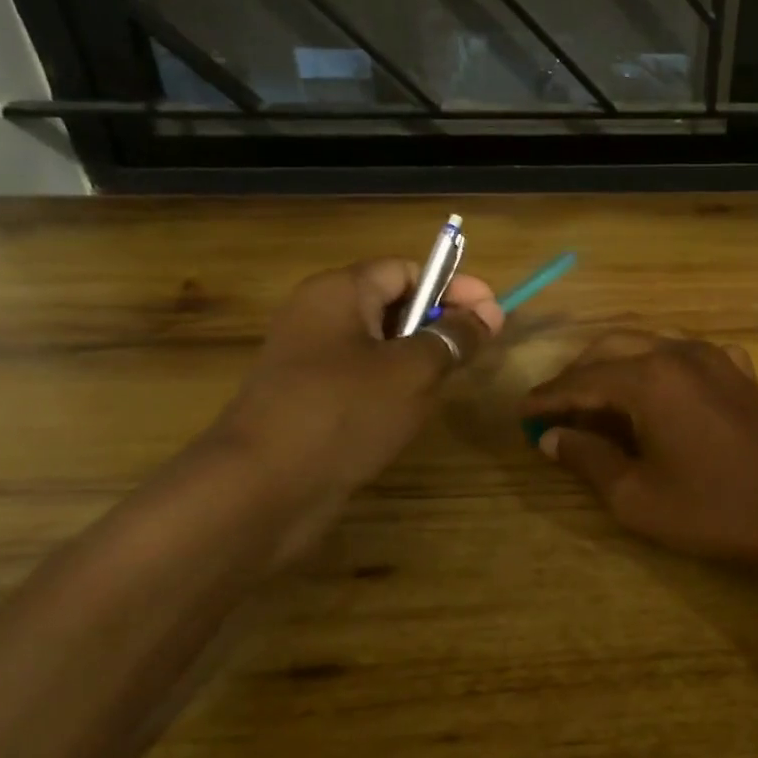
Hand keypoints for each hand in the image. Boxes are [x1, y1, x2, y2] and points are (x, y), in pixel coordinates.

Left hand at [210, 260, 501, 567]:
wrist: (263, 488)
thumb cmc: (345, 412)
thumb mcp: (413, 371)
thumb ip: (454, 338)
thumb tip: (489, 313)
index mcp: (338, 292)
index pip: (405, 270)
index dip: (454, 286)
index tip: (493, 313)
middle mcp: (318, 316)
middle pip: (391, 303)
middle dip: (439, 321)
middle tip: (478, 349)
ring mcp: (308, 360)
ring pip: (378, 344)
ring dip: (419, 357)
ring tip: (451, 380)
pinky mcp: (307, 399)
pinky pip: (361, 376)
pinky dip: (393, 384)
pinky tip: (413, 410)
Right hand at [521, 332, 757, 571]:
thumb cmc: (712, 512)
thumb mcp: (635, 496)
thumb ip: (587, 458)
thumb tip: (550, 436)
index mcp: (650, 379)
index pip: (582, 379)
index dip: (547, 397)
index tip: (521, 411)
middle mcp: (680, 353)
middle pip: (612, 348)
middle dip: (578, 374)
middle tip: (554, 406)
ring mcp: (716, 357)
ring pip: (650, 344)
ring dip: (617, 364)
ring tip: (596, 398)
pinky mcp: (740, 371)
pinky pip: (687, 354)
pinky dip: (659, 365)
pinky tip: (657, 391)